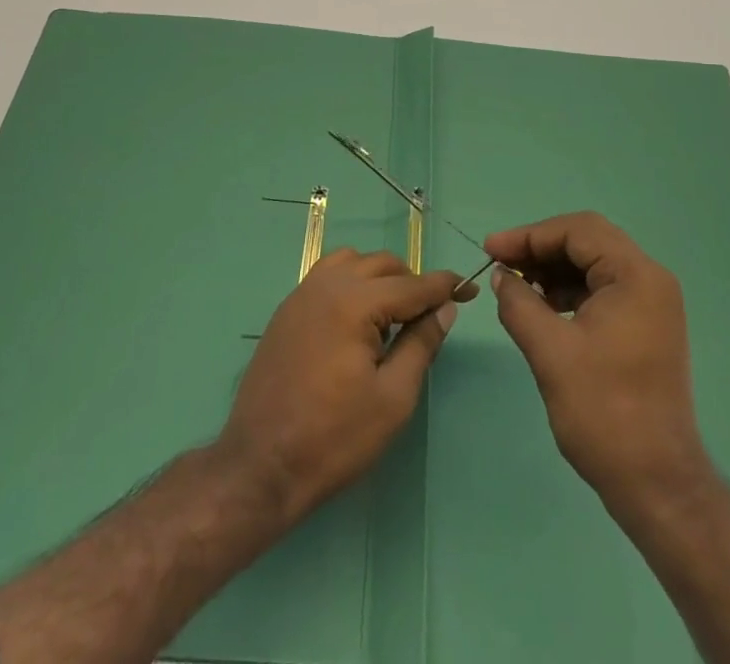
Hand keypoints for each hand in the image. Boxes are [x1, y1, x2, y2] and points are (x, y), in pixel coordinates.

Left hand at [218, 249, 474, 522]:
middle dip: (412, 282)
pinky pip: (327, 276)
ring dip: (379, 277)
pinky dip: (352, 283)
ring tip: (393, 315)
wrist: (260, 466)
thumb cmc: (333, 438)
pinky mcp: (287, 310)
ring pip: (352, 262)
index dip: (445, 286)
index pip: (412, 284)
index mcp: (354, 301)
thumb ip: (421, 345)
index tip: (470, 289)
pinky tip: (358, 319)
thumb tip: (445, 309)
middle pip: (382, 264)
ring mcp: (302, 294)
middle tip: (431, 315)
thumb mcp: (392, 398)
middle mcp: (327, 284)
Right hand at [486, 212, 709, 509]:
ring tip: (516, 286)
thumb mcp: (550, 352)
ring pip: (593, 264)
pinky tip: (542, 306)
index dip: (530, 235)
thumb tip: (502, 277)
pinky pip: (602, 289)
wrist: (657, 485)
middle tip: (501, 264)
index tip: (492, 250)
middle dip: (540, 248)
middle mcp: (650, 280)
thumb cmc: (604, 413)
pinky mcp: (645, 326)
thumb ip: (519, 304)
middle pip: (587, 241)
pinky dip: (569, 290)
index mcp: (636, 276)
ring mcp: (651, 304)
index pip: (578, 231)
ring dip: (553, 269)